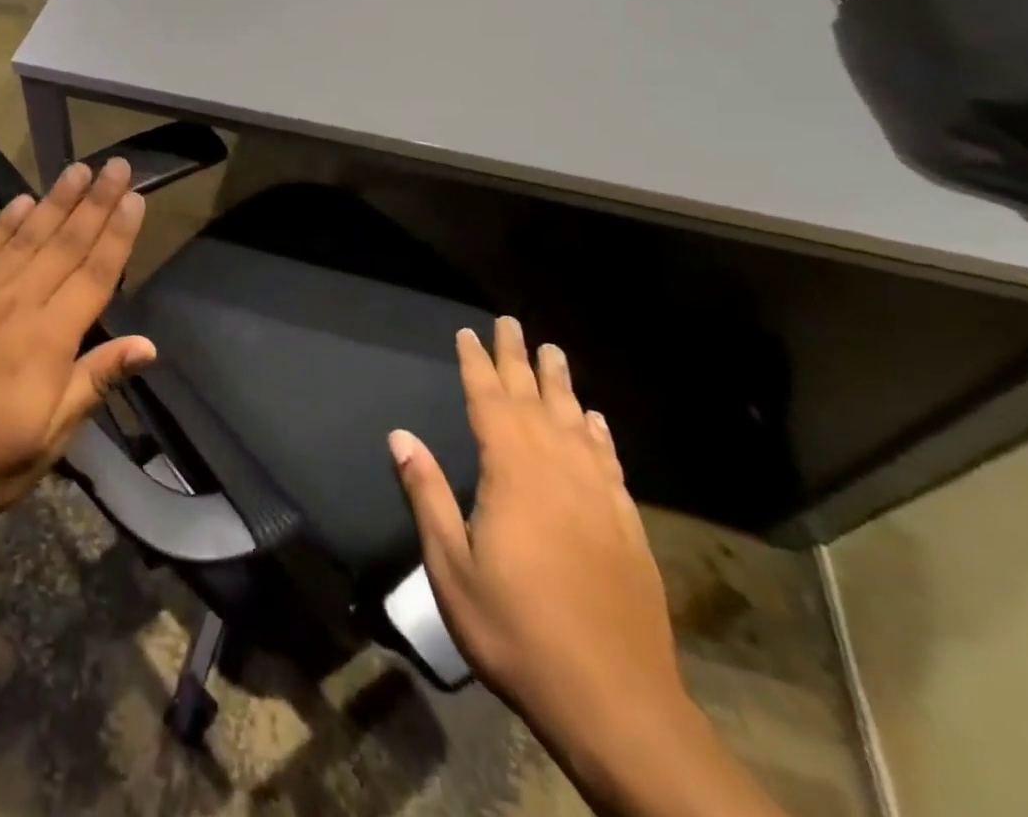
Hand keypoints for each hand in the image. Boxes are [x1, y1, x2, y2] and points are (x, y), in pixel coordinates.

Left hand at [0, 159, 155, 540]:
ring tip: (78, 169)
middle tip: (117, 165)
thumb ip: (96, 381)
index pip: (95, 274)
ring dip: (55, 200)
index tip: (135, 197)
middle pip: (65, 243)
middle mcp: (16, 303)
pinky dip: (3, 222)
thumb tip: (148, 344)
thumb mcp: (51, 436)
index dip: (118, 234)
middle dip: (95, 202)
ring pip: (26, 237)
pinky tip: (21, 201)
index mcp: (48, 339)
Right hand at [389, 318, 687, 777]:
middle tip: (511, 323)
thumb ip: (427, 495)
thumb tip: (400, 435)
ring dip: (562, 386)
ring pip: (576, 424)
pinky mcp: (627, 528)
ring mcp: (599, 499)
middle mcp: (559, 473)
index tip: (469, 333)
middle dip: (519, 360)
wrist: (617, 704)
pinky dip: (599, 435)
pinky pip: (609, 463)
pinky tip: (595, 421)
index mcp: (514, 476)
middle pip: (535, 402)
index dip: (477, 365)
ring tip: (553, 353)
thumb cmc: (517, 632)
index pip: (490, 403)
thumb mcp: (451, 568)